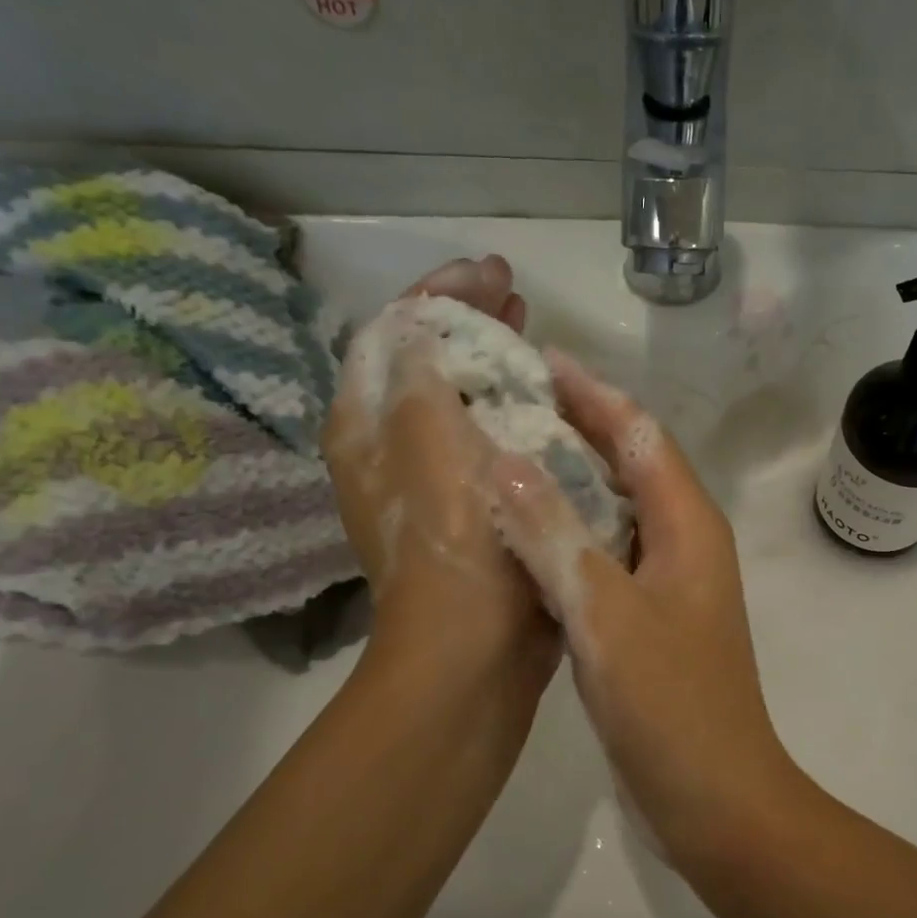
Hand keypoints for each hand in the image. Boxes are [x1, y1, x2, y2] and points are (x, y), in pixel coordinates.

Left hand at [323, 256, 555, 687]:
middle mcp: (392, 449)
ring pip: (462, 399)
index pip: (394, 333)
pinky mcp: (475, 506)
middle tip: (514, 292)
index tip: (490, 269)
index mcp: (368, 426)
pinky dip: (514, 409)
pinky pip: (491, 438)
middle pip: (427, 362)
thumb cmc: (454, 539)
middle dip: (467, 321)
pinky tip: (548, 400)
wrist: (475, 647)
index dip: (440, 293)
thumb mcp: (428, 437)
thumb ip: (421, 366)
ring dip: (493, 361)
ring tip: (532, 332)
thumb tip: (428, 316)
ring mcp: (435, 482)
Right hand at [488, 350, 804, 859]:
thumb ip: (555, 536)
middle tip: (511, 403)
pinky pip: (608, 553)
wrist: (717, 799)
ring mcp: (669, 583)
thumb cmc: (671, 707)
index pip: (640, 435)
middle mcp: (685, 542)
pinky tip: (527, 536)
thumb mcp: (605, 615)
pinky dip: (570, 532)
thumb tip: (505, 461)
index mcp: (688, 526)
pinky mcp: (650, 619)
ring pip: (618, 509)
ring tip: (509, 455)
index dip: (593, 394)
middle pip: (632, 463)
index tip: (540, 360)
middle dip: (579, 427)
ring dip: (572, 479)